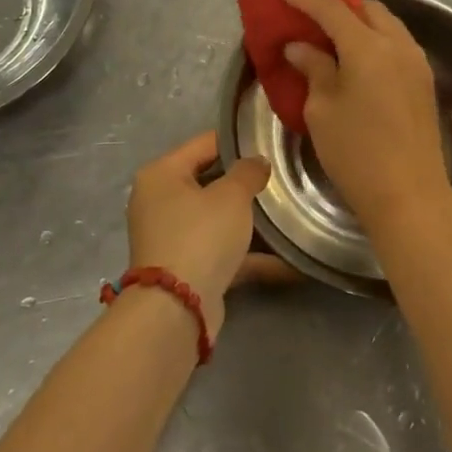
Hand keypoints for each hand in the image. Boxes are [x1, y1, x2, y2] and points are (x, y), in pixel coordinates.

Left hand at [124, 131, 291, 339]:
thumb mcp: (231, 195)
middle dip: (246, 183)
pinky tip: (290, 261)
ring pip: (219, 219)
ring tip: (290, 214)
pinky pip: (223, 252)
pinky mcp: (187, 269)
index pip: (205, 143)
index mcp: (162, 174)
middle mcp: (161, 202)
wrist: (176, 310)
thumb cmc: (200, 236)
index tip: (270, 141)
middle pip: (211, 181)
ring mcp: (173, 237)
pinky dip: (251, 256)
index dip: (238, 141)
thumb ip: (248, 171)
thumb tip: (258, 161)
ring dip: (251, 221)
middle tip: (283, 176)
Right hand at [281, 0, 451, 233]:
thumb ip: (313, 68)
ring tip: (334, 33)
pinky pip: (398, 43)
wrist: (410, 195)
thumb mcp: (322, 110)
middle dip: (339, 5)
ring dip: (361, 21)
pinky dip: (376, 39)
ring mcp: (416, 62)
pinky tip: (359, 56)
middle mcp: (397, 44)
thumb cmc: (356, 152)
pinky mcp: (425, 81)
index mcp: (368, 47)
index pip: (333, 10)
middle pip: (367, 9)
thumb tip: (300, 46)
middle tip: (312, 14)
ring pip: (387, 24)